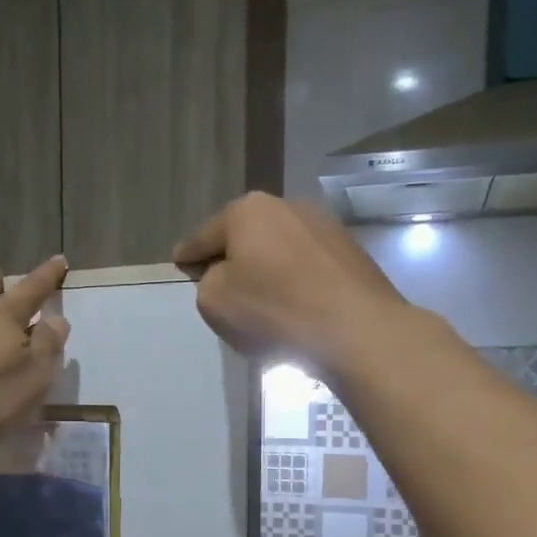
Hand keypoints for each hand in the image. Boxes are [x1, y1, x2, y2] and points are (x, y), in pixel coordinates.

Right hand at [172, 192, 410, 374]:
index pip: (204, 236)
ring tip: (262, 301)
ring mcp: (323, 226)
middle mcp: (286, 205)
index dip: (188, 255)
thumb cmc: (275, 312)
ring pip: (278, 248)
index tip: (179, 264)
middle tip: (221, 287)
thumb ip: (206, 281)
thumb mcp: (215, 302)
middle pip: (244, 235)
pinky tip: (295, 306)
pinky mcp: (350, 251)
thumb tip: (224, 274)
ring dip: (266, 269)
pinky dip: (295, 280)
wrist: (356, 330)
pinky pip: (307, 265)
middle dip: (231, 257)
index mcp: (247, 211)